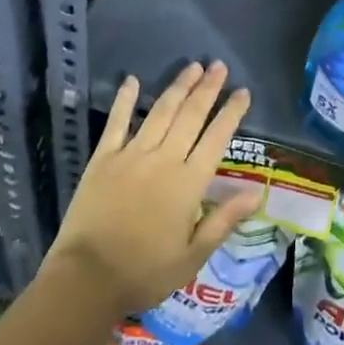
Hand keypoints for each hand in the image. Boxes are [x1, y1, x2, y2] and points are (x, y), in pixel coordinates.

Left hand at [45, 62, 262, 318]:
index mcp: (188, 183)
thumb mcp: (193, 256)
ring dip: (178, 87)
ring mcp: (131, 155)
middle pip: (190, 116)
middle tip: (219, 66)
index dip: (231, 113)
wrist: (87, 278)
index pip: (216, 138)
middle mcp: (163, 159)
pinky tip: (132, 80)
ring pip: (160, 112)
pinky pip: (117, 122)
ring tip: (192, 67)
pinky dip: (125, 100)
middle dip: (207, 89)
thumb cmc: (145, 272)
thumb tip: (256, 193)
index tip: (243, 91)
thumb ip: (224, 220)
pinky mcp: (103, 158)